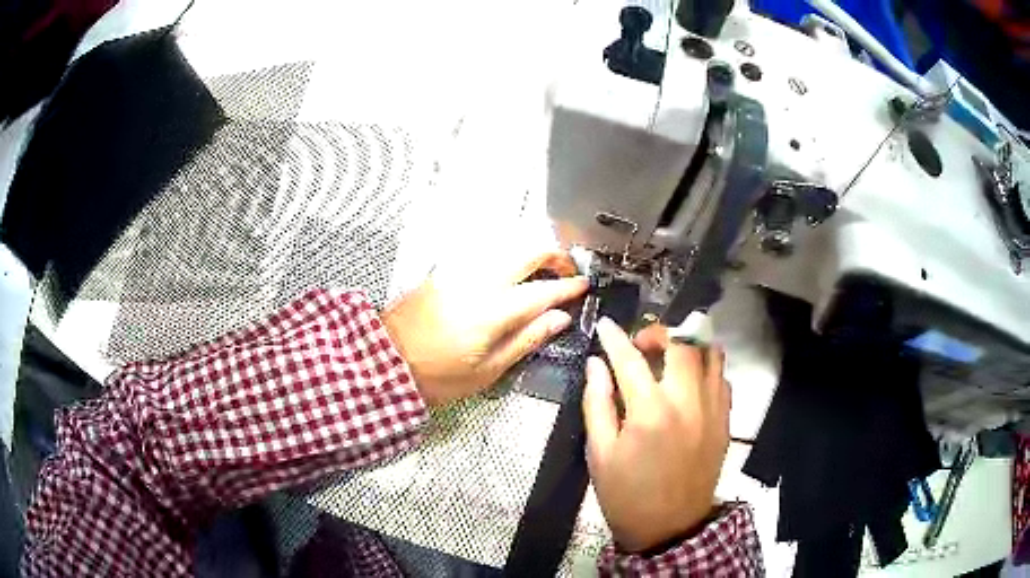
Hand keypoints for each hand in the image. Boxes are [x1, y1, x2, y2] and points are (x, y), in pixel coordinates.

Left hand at [382, 250, 587, 405]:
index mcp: (493, 310)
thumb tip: (559, 318)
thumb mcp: (488, 370)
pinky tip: (510, 276)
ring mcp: (459, 271)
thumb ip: (526, 339)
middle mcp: (478, 280)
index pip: (542, 290)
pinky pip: (485, 255)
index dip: (568, 286)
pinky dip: (507, 259)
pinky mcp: (445, 271)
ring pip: (505, 247)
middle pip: (526, 252)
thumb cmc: (438, 375)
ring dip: (530, 254)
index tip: (584, 285)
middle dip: (554, 255)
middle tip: (567, 272)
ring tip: (542, 275)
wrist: (385, 360)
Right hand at [583, 318, 730, 552]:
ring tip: (669, 358)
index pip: (631, 359)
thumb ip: (597, 403)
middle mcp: (688, 401)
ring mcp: (713, 409)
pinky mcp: (726, 420)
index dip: (615, 338)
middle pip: (682, 341)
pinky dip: (705, 368)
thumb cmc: (627, 495)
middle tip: (641, 345)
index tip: (605, 326)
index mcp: (650, 412)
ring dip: (688, 344)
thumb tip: (596, 365)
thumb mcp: (600, 453)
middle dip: (658, 332)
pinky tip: (689, 383)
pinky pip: (722, 377)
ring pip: (711, 353)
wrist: (670, 528)